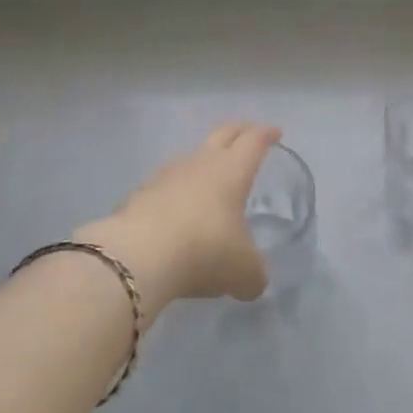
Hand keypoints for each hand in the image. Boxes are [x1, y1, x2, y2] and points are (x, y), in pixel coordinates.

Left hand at [79, 123, 280, 313]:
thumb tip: (253, 281)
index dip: (266, 135)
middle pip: (222, 135)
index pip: (253, 141)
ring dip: (203, 160)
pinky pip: (164, 185)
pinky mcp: (138, 195)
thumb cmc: (205, 251)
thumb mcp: (244, 272)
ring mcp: (165, 176)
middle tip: (248, 133)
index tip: (275, 132)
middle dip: (238, 131)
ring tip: (209, 174)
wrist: (138, 256)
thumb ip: (254, 274)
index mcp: (232, 171)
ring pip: (190, 157)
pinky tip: (175, 209)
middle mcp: (200, 164)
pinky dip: (175, 191)